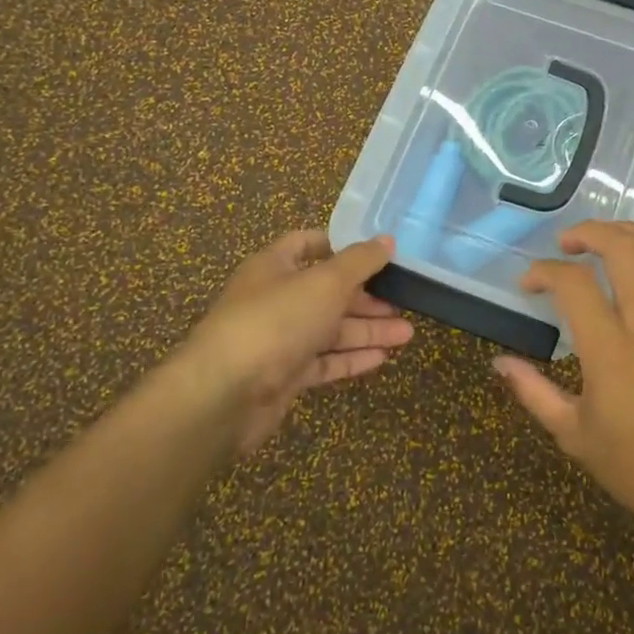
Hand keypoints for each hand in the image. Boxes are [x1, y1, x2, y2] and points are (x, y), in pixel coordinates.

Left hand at [178, 232, 412, 454]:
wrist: (226, 393)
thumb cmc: (276, 321)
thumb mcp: (325, 282)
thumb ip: (360, 261)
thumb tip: (387, 240)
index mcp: (274, 266)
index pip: (307, 244)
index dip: (341, 246)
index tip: (377, 253)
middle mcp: (275, 299)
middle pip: (326, 292)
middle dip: (366, 297)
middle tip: (405, 301)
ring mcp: (278, 340)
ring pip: (329, 330)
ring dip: (367, 330)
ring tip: (408, 334)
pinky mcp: (283, 377)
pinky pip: (323, 362)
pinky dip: (351, 358)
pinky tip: (382, 358)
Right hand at [494, 221, 633, 538]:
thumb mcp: (573, 435)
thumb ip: (533, 391)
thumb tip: (499, 362)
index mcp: (610, 351)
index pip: (573, 285)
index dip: (543, 272)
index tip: (528, 285)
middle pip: (625, 250)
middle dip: (591, 232)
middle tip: (567, 242)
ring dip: (632, 235)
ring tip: (607, 238)